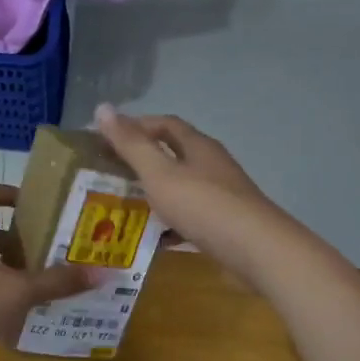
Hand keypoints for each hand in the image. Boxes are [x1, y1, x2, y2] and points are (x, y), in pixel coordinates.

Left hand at [0, 183, 98, 360]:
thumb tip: (101, 274)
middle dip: (20, 239)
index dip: (8, 192)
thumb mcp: (21, 291)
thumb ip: (58, 281)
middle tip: (51, 250)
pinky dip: (0, 292)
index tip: (34, 205)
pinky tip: (23, 310)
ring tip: (43, 281)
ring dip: (12, 268)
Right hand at [92, 104, 291, 283]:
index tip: (105, 138)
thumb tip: (102, 108)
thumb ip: (131, 144)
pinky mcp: (224, 225)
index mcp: (198, 146)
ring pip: (180, 188)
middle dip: (140, 161)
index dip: (135, 126)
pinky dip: (168, 224)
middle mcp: (211, 165)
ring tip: (121, 206)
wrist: (257, 252)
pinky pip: (188, 218)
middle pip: (172, 154)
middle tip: (107, 174)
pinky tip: (151, 239)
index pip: (164, 124)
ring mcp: (221, 196)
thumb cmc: (204, 206)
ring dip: (153, 193)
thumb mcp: (160, 173)